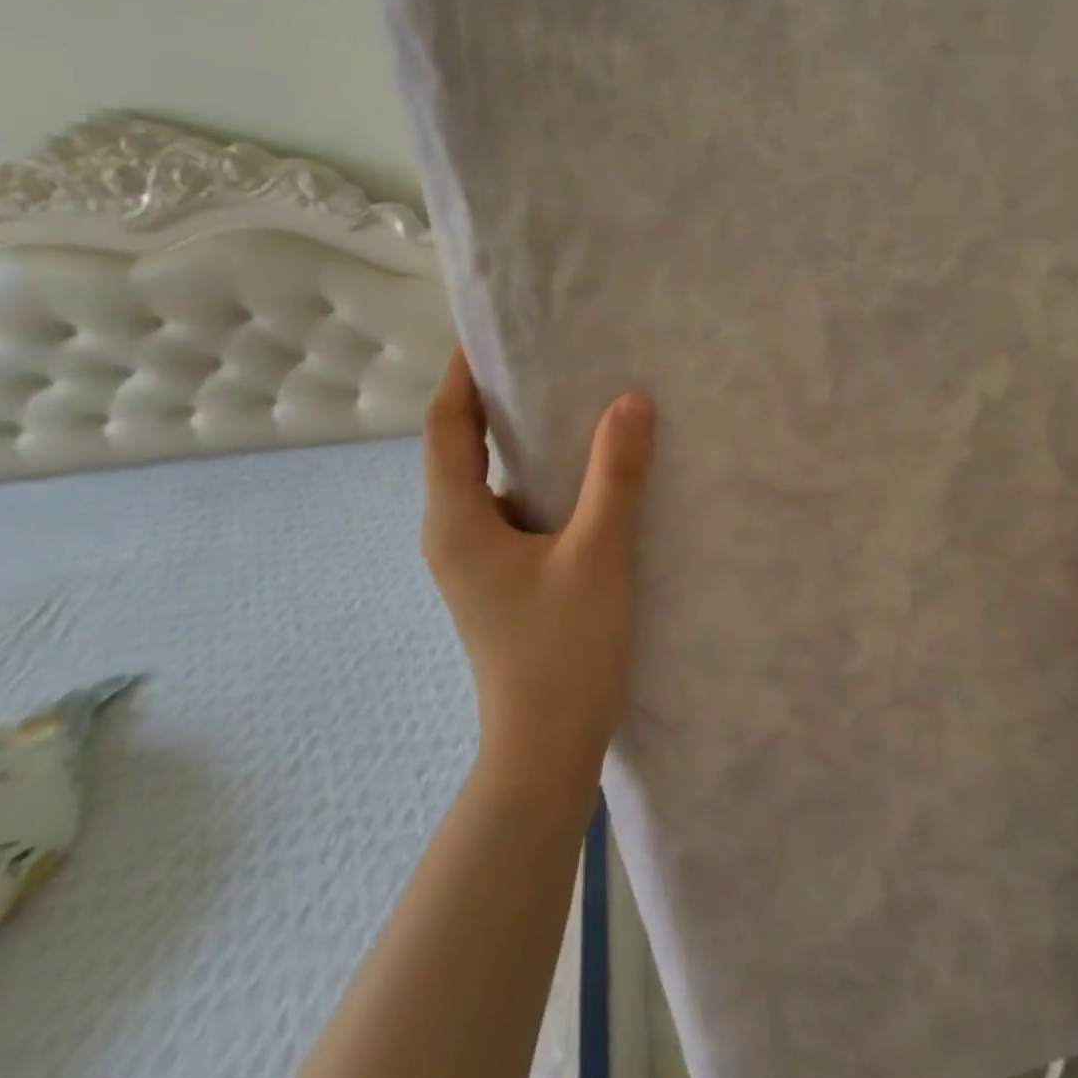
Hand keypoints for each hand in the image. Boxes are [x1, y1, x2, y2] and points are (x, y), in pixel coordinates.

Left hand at [421, 347, 656, 784]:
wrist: (547, 748)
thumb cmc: (564, 650)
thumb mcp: (598, 554)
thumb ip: (615, 476)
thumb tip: (631, 401)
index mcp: (457, 519)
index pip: (447, 423)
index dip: (462, 372)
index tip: (491, 329)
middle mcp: (453, 531)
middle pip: (462, 445)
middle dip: (495, 398)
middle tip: (545, 355)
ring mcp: (474, 558)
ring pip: (490, 478)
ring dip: (520, 439)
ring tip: (571, 401)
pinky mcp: (500, 576)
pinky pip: (512, 507)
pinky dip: (539, 478)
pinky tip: (586, 472)